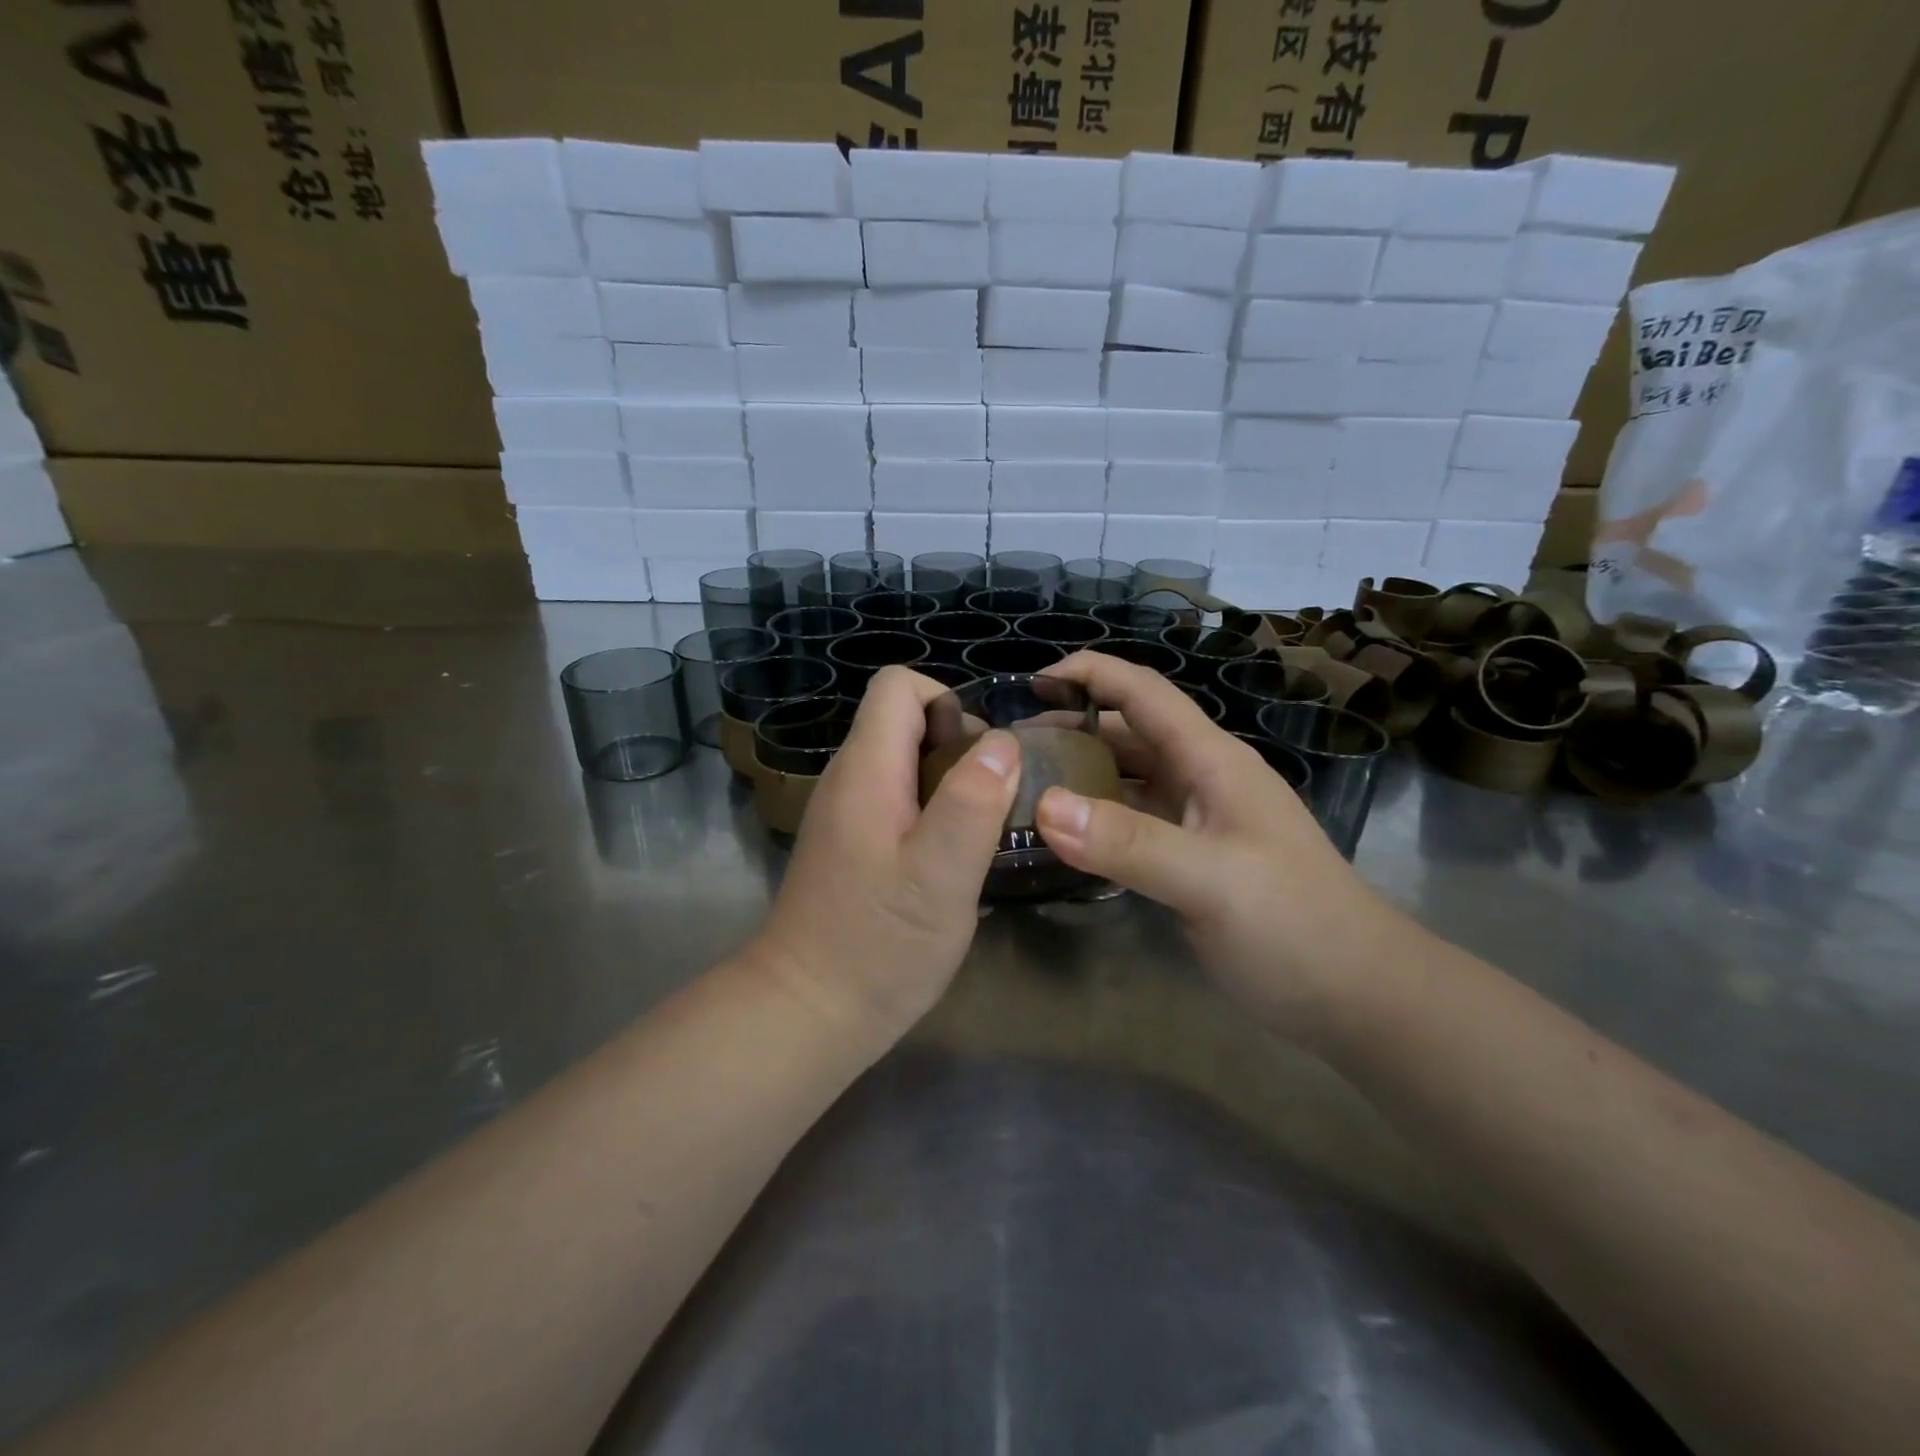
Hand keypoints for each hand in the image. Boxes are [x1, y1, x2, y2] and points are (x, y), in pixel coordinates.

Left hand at [749, 666, 1020, 1051]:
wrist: (808, 1012)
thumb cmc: (878, 944)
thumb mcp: (940, 874)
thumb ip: (972, 801)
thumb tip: (1002, 743)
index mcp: (866, 769)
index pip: (899, 686)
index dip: (949, 703)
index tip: (983, 757)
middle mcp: (849, 780)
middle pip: (905, 724)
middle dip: (959, 748)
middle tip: (993, 804)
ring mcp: (847, 814)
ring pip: (906, 766)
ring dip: (951, 787)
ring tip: (981, 836)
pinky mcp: (852, 847)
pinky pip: (899, 804)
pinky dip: (934, 817)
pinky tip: (953, 866)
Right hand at [1033, 651, 1396, 1038]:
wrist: (1356, 995)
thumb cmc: (1293, 926)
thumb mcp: (1210, 880)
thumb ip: (1128, 842)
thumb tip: (1043, 806)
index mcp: (1210, 760)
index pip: (1141, 691)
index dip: (1088, 673)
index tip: (1027, 683)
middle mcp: (1201, 777)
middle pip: (1126, 731)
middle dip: (1070, 725)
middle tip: (1008, 748)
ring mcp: (1197, 818)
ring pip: (1127, 777)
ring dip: (1079, 773)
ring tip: (1021, 786)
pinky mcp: (1191, 857)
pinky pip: (1131, 821)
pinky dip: (1094, 819)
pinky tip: (1060, 837)